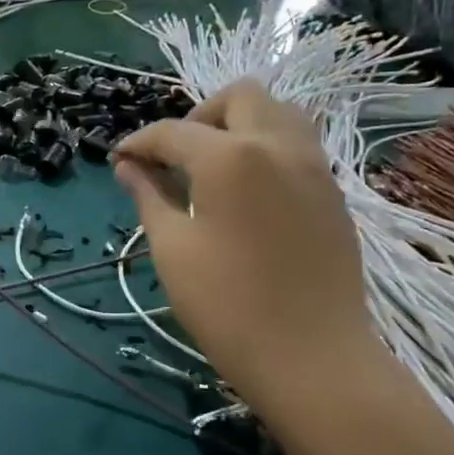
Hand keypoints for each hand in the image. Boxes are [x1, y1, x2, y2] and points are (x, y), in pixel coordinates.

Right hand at [113, 82, 379, 406]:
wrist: (312, 358)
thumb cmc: (227, 306)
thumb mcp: (173, 250)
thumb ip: (149, 197)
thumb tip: (128, 167)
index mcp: (230, 157)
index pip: (173, 132)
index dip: (140, 143)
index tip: (119, 160)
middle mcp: (278, 145)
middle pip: (240, 96)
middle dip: (199, 116)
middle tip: (176, 157)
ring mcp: (314, 166)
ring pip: (279, 113)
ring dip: (241, 124)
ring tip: (214, 167)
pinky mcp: (333, 192)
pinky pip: (298, 145)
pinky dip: (266, 148)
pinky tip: (248, 193)